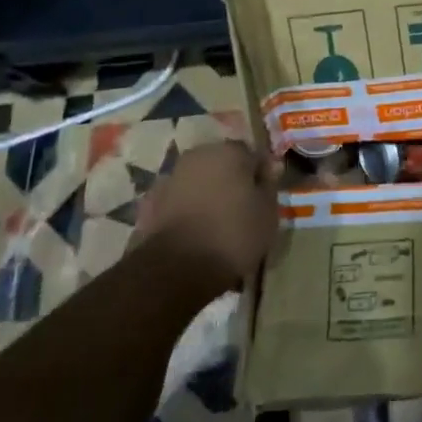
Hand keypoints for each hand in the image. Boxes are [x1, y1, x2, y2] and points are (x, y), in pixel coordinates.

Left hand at [132, 141, 279, 298]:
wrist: (175, 269)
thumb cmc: (233, 235)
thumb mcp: (268, 214)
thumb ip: (270, 186)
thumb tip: (271, 167)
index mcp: (229, 152)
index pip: (253, 155)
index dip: (261, 175)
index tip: (266, 196)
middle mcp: (198, 156)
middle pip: (222, 164)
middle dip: (232, 181)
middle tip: (243, 209)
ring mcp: (171, 177)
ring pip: (199, 182)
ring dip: (208, 195)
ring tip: (218, 224)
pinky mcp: (150, 203)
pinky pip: (179, 201)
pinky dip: (188, 211)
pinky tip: (196, 234)